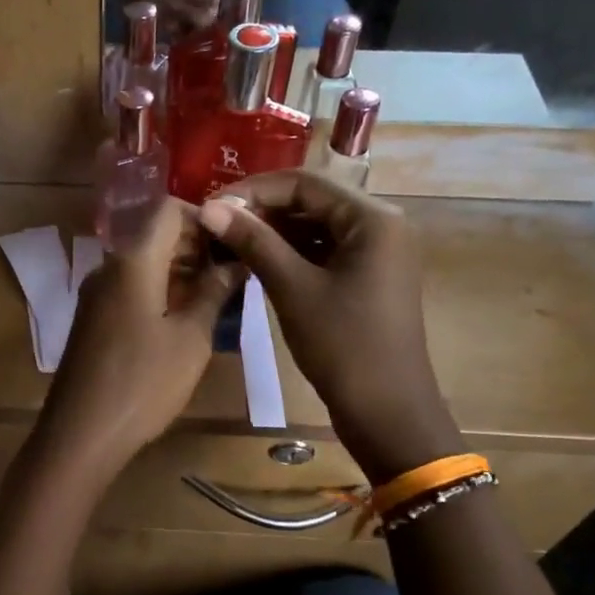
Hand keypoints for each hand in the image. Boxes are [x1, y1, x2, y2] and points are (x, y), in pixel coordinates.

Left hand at [40, 200, 243, 479]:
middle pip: (154, 235)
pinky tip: (185, 317)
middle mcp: (108, 267)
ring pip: (142, 263)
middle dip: (195, 245)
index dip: (203, 216)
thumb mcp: (191, 338)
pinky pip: (129, 288)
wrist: (81, 433)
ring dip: (179, 269)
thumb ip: (213, 292)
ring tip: (218, 294)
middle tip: (234, 269)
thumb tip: (235, 260)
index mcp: (133, 261)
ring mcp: (96, 294)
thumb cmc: (143, 382)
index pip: (167, 210)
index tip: (234, 240)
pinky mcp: (93, 319)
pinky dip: (159, 290)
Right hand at [196, 171, 462, 481]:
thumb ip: (253, 242)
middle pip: (311, 201)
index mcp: (372, 218)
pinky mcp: (366, 276)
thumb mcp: (293, 289)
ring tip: (228, 242)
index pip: (304, 183)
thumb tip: (208, 208)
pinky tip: (255, 262)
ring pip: (314, 226)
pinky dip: (289, 253)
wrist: (386, 411)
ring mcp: (375, 252)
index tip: (212, 206)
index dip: (253, 190)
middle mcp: (379, 224)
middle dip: (261, 210)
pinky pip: (322, 250)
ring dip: (272, 232)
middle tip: (216, 225)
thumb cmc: (343, 346)